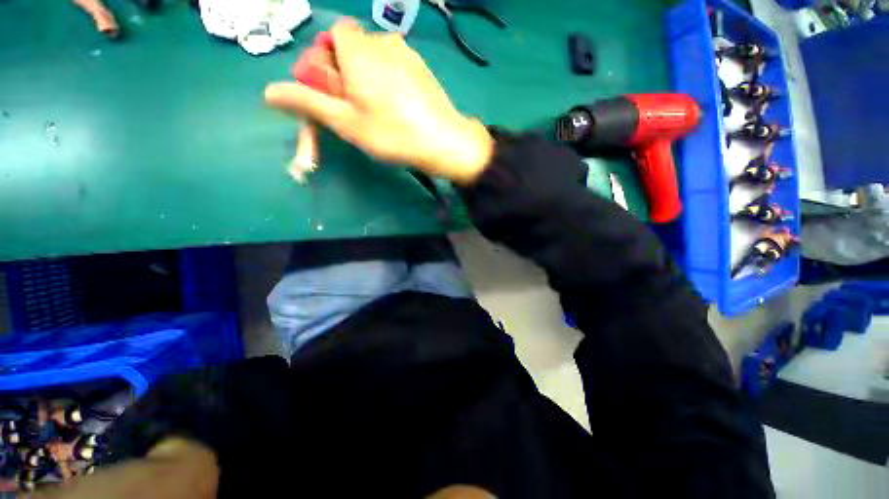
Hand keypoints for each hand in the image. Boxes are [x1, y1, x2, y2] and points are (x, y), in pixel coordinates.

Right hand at [265, 19, 493, 184]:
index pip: (332, 37)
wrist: (443, 142)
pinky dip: (387, 83)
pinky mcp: (422, 69)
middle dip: (345, 74)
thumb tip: (269, 93)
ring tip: (378, 114)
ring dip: (367, 80)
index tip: (334, 92)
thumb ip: (307, 102)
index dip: (328, 63)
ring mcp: (407, 53)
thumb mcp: (345, 122)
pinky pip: (395, 68)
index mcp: (358, 48)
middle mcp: (382, 41)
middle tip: (355, 109)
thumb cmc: (391, 133)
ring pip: (374, 60)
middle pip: (353, 49)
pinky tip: (398, 110)